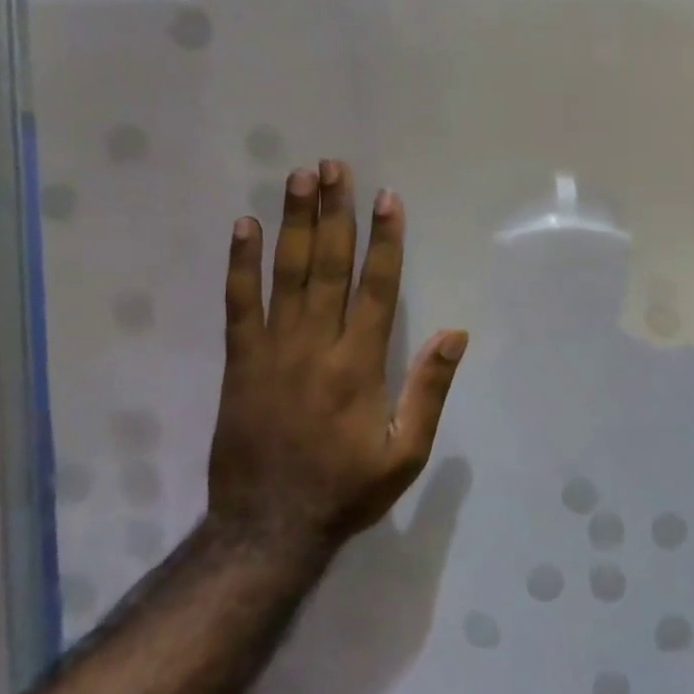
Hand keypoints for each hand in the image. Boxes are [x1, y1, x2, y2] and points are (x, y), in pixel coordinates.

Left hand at [208, 160, 466, 552]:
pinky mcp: (239, 363)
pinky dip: (241, 264)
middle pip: (328, 267)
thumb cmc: (346, 490)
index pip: (376, 288)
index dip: (384, 241)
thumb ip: (428, 390)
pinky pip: (239, 304)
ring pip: (286, 275)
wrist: (268, 527)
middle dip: (335, 213)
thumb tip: (454, 334)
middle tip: (336, 166)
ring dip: (294, 222)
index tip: (388, 199)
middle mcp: (316, 347)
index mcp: (359, 366)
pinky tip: (245, 227)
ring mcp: (272, 351)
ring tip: (299, 177)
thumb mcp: (406, 452)